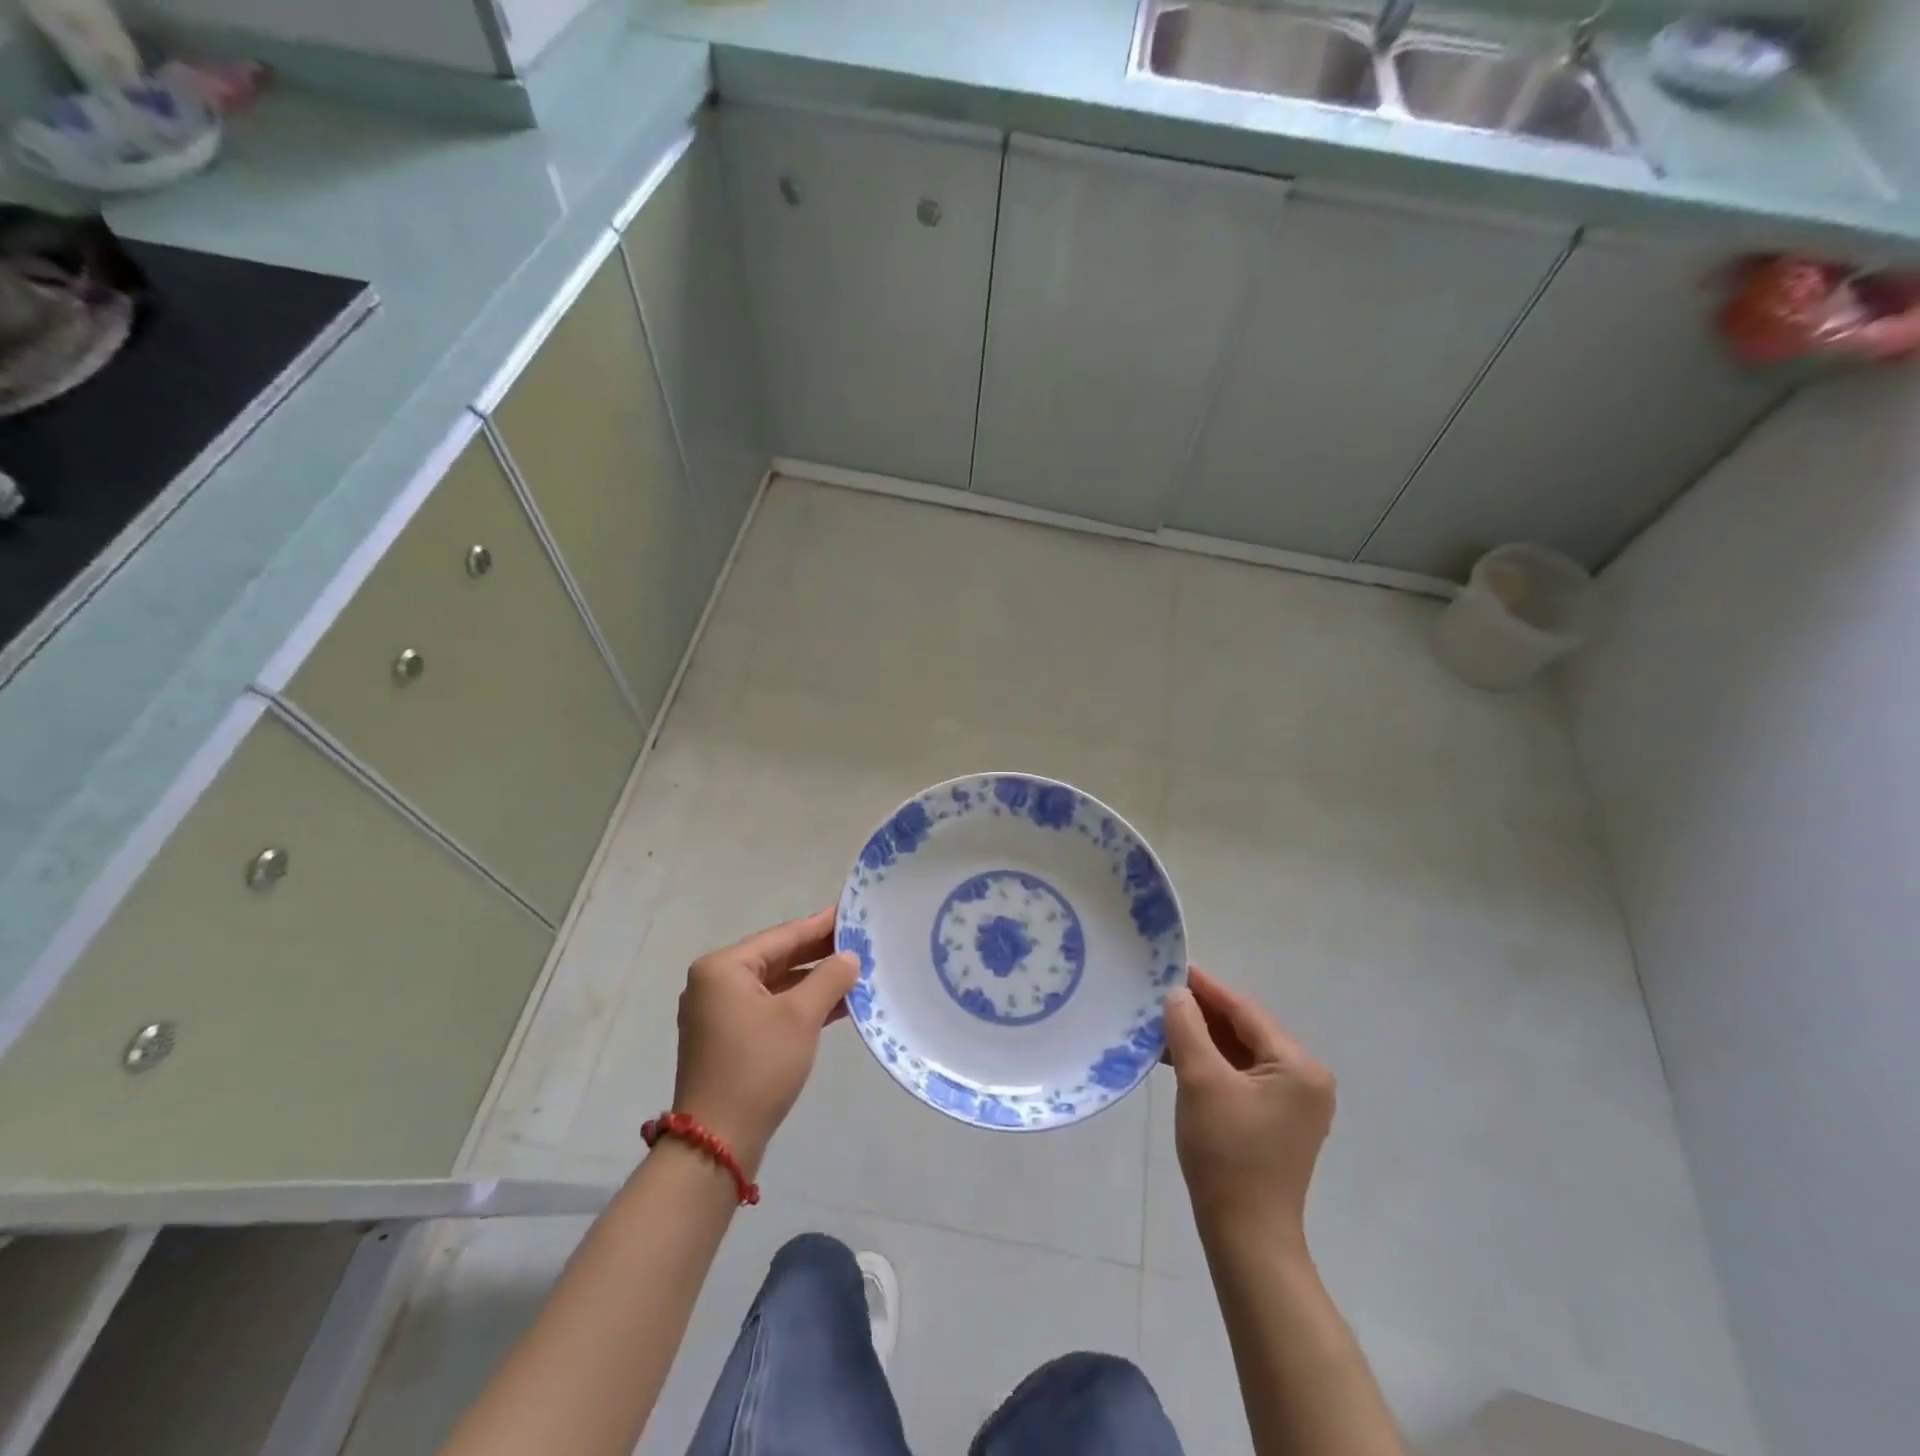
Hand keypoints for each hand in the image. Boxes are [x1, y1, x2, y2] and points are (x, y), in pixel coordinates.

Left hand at [670, 909, 857, 1176]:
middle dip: (818, 954)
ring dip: (813, 981)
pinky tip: (836, 1004)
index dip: (819, 926)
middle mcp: (715, 984)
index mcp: (723, 968)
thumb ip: (829, 978)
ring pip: (775, 985)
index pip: (781, 936)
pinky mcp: (729, 1040)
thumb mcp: (801, 1016)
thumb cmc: (758, 1066)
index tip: (850, 913)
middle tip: (859, 941)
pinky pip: (770, 1009)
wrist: (717, 1142)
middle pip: (776, 958)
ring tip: (855, 971)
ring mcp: (719, 1014)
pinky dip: (800, 1005)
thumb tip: (850, 956)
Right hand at [1163, 967, 1336, 1256]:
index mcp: (1298, 1066)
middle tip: (1161, 995)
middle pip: (1246, 1031)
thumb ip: (1188, 1028)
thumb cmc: (1226, 1153)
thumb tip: (1177, 993)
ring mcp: (1294, 1102)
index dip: (1207, 989)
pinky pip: (1242, 1077)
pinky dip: (1212, 1064)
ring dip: (1204, 1039)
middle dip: (1203, 1014)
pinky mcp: (1277, 1120)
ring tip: (1162, 1023)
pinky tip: (1179, 1056)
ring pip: (1242, 1053)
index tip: (1173, 968)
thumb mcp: (1201, 1081)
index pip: (1246, 1012)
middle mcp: (1305, 1079)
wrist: (1246, 1235)